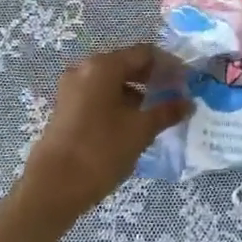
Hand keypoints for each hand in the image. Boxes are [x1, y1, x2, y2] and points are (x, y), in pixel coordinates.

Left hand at [17, 44, 190, 222]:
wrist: (52, 188)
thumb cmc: (100, 151)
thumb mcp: (140, 131)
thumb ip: (166, 112)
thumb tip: (189, 102)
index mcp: (103, 66)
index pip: (144, 53)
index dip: (169, 65)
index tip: (188, 81)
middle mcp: (85, 69)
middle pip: (127, 64)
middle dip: (153, 78)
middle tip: (176, 95)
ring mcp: (72, 88)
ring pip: (112, 81)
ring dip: (137, 91)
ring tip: (158, 112)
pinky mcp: (67, 107)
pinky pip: (99, 95)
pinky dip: (119, 102)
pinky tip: (134, 123)